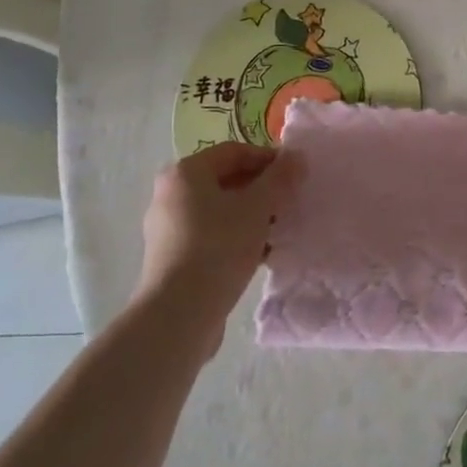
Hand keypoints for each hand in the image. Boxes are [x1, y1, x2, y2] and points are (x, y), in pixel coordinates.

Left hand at [136, 143, 297, 326]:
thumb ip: (280, 177)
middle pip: (227, 180)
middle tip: (290, 202)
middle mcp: (171, 195)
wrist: (179, 314)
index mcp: (185, 173)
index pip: (235, 152)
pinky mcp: (173, 258)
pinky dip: (237, 238)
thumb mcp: (258, 206)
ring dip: (253, 216)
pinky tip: (262, 254)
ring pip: (221, 210)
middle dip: (262, 189)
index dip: (269, 159)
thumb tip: (297, 156)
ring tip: (280, 230)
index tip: (295, 176)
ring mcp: (169, 229)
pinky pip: (212, 236)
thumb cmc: (219, 246)